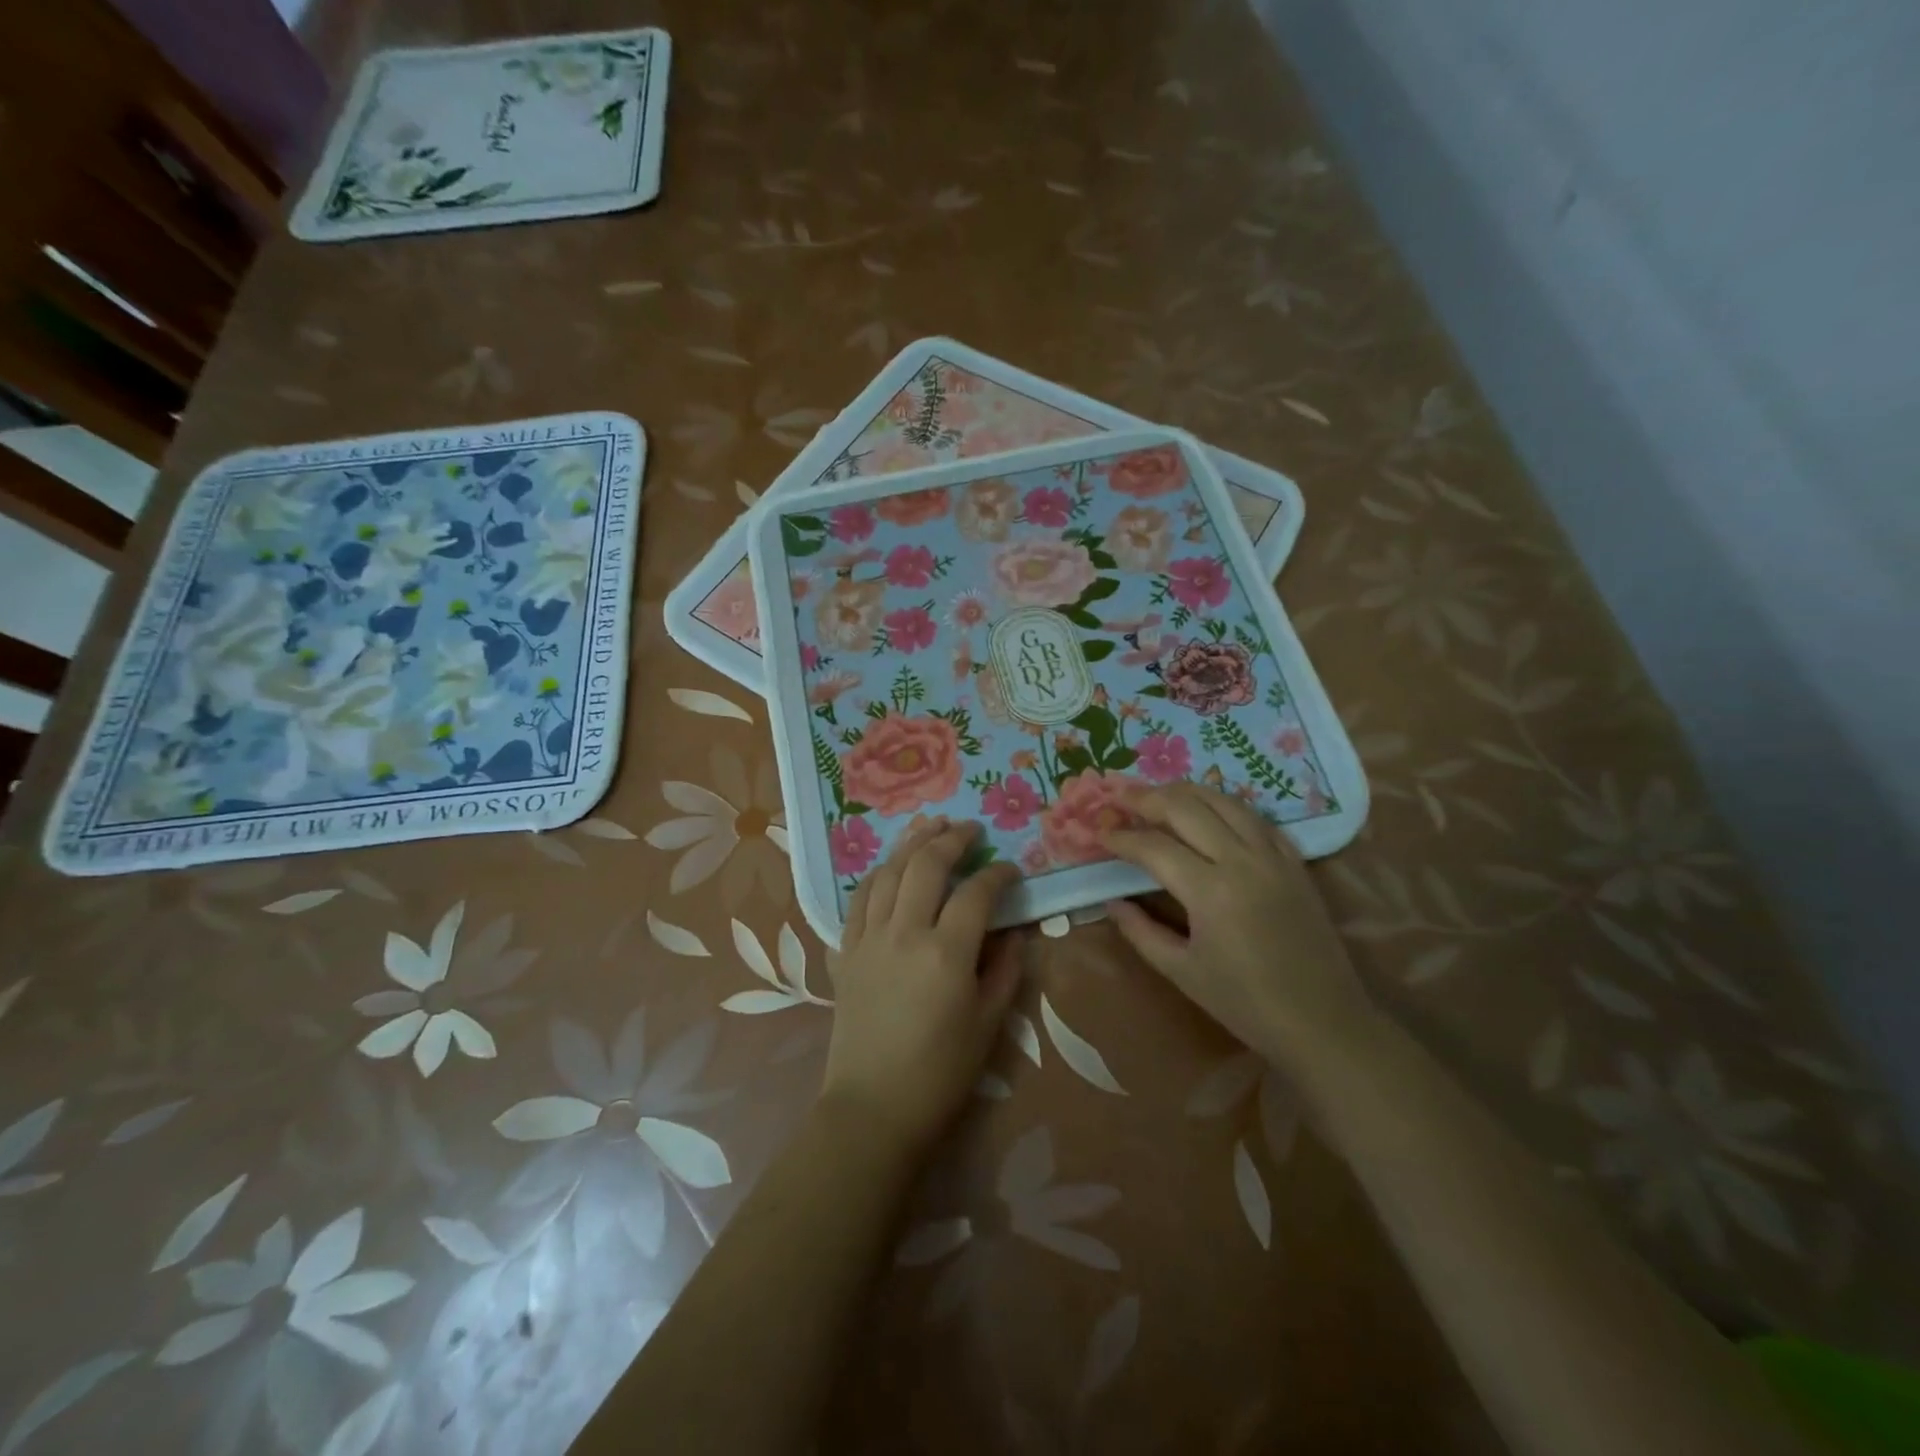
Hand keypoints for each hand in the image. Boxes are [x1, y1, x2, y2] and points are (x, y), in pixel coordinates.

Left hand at [821, 818, 1023, 1154]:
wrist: (873, 1107)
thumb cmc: (939, 1073)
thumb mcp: (988, 1024)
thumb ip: (1005, 971)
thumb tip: (1014, 933)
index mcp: (946, 953)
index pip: (976, 893)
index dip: (998, 874)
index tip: (1011, 869)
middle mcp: (904, 933)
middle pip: (927, 866)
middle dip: (951, 839)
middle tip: (969, 828)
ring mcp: (868, 939)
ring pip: (888, 873)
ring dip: (910, 843)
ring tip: (929, 824)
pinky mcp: (846, 952)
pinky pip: (858, 899)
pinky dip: (876, 874)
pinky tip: (888, 865)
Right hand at [1100, 783, 1374, 1066]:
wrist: (1323, 1022)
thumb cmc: (1245, 1003)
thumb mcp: (1181, 971)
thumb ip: (1140, 931)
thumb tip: (1111, 901)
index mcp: (1210, 891)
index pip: (1153, 847)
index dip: (1121, 837)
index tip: (1098, 832)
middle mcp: (1242, 861)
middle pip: (1185, 808)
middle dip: (1146, 798)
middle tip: (1119, 798)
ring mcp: (1273, 856)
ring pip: (1222, 801)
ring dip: (1184, 792)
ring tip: (1156, 794)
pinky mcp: (1294, 861)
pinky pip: (1255, 817)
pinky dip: (1224, 806)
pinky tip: (1208, 811)